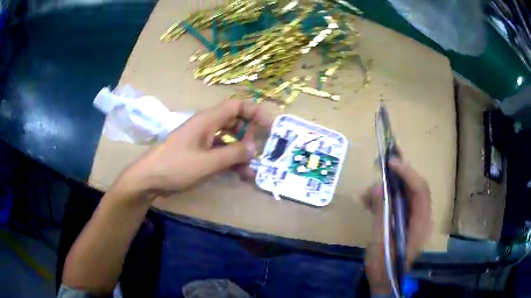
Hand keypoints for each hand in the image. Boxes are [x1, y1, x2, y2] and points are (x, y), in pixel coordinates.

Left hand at [114, 100, 272, 198]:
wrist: (150, 178)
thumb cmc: (177, 166)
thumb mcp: (208, 162)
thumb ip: (233, 154)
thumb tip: (254, 147)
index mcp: (207, 120)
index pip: (236, 106)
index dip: (255, 112)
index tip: (269, 126)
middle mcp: (206, 126)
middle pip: (234, 122)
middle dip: (248, 136)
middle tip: (255, 153)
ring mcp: (202, 140)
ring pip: (228, 140)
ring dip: (240, 153)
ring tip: (250, 172)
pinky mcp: (198, 153)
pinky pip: (219, 152)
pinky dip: (230, 161)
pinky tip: (238, 175)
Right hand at [363, 159, 432, 293]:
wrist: (385, 282)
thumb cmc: (384, 265)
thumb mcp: (380, 240)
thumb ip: (381, 213)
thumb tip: (377, 187)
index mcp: (420, 223)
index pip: (420, 190)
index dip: (407, 173)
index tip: (390, 164)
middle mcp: (422, 218)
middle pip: (415, 189)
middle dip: (398, 178)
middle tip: (380, 171)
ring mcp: (414, 220)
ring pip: (406, 195)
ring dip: (388, 190)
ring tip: (367, 193)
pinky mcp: (406, 223)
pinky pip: (398, 204)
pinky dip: (385, 200)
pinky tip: (369, 202)